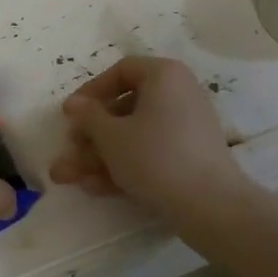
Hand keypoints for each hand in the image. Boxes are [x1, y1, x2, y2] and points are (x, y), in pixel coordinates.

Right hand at [49, 56, 246, 214]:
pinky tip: (95, 188)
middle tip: (68, 151)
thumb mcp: (112, 136)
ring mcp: (186, 127)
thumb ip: (88, 117)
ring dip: (100, 155)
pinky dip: (124, 165)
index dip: (91, 91)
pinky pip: (150, 152)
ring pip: (134, 135)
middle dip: (90, 135)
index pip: (122, 71)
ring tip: (68, 178)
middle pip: (125, 108)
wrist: (210, 205)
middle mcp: (179, 93)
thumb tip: (74, 103)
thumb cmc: (155, 157)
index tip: (70, 115)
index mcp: (164, 75)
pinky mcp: (189, 156)